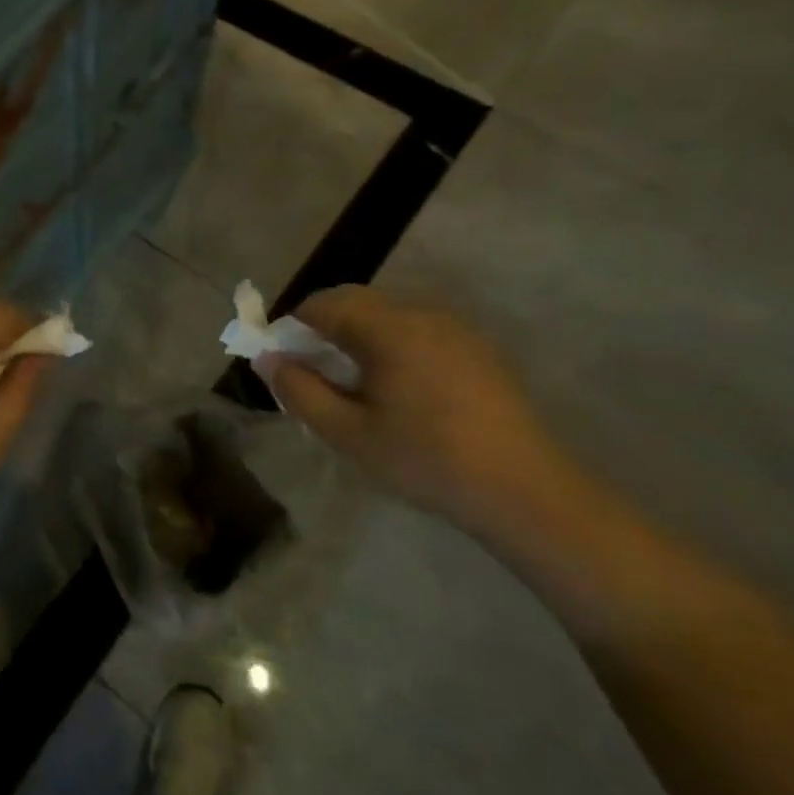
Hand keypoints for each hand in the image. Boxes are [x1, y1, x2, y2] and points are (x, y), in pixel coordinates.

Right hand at [256, 286, 583, 534]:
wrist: (525, 491)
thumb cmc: (425, 459)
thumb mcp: (348, 433)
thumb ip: (299, 391)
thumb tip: (268, 359)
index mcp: (389, 328)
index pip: (323, 304)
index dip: (293, 327)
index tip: (283, 363)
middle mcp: (422, 314)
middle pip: (356, 303)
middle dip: (324, 331)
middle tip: (314, 376)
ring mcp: (456, 329)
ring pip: (388, 317)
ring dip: (358, 338)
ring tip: (354, 387)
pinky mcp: (478, 349)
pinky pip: (418, 332)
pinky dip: (392, 347)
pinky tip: (399, 393)